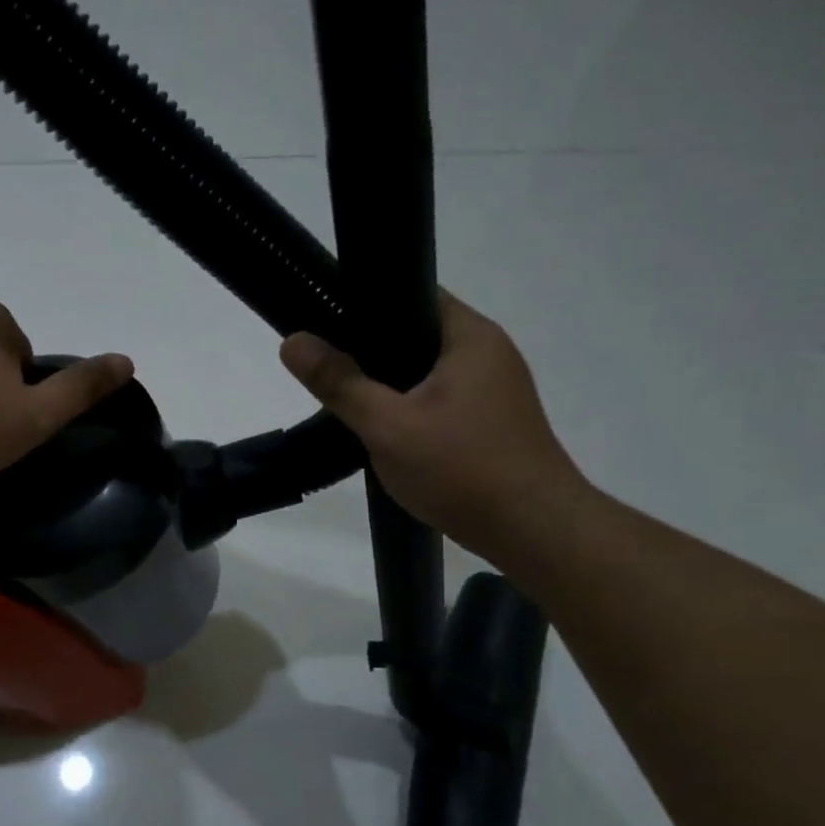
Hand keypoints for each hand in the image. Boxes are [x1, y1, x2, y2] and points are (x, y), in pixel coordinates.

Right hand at [280, 292, 590, 562]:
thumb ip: (339, 383)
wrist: (532, 531)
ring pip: (424, 371)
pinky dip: (408, 407)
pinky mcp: (490, 420)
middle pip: (415, 335)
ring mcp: (493, 388)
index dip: (364, 304)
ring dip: (388, 385)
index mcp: (470, 336)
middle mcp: (488, 352)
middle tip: (326, 370)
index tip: (323, 324)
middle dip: (370, 351)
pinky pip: (438, 398)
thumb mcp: (388, 426)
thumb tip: (292, 341)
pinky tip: (384, 431)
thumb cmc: (462, 469)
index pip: (410, 295)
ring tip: (347, 401)